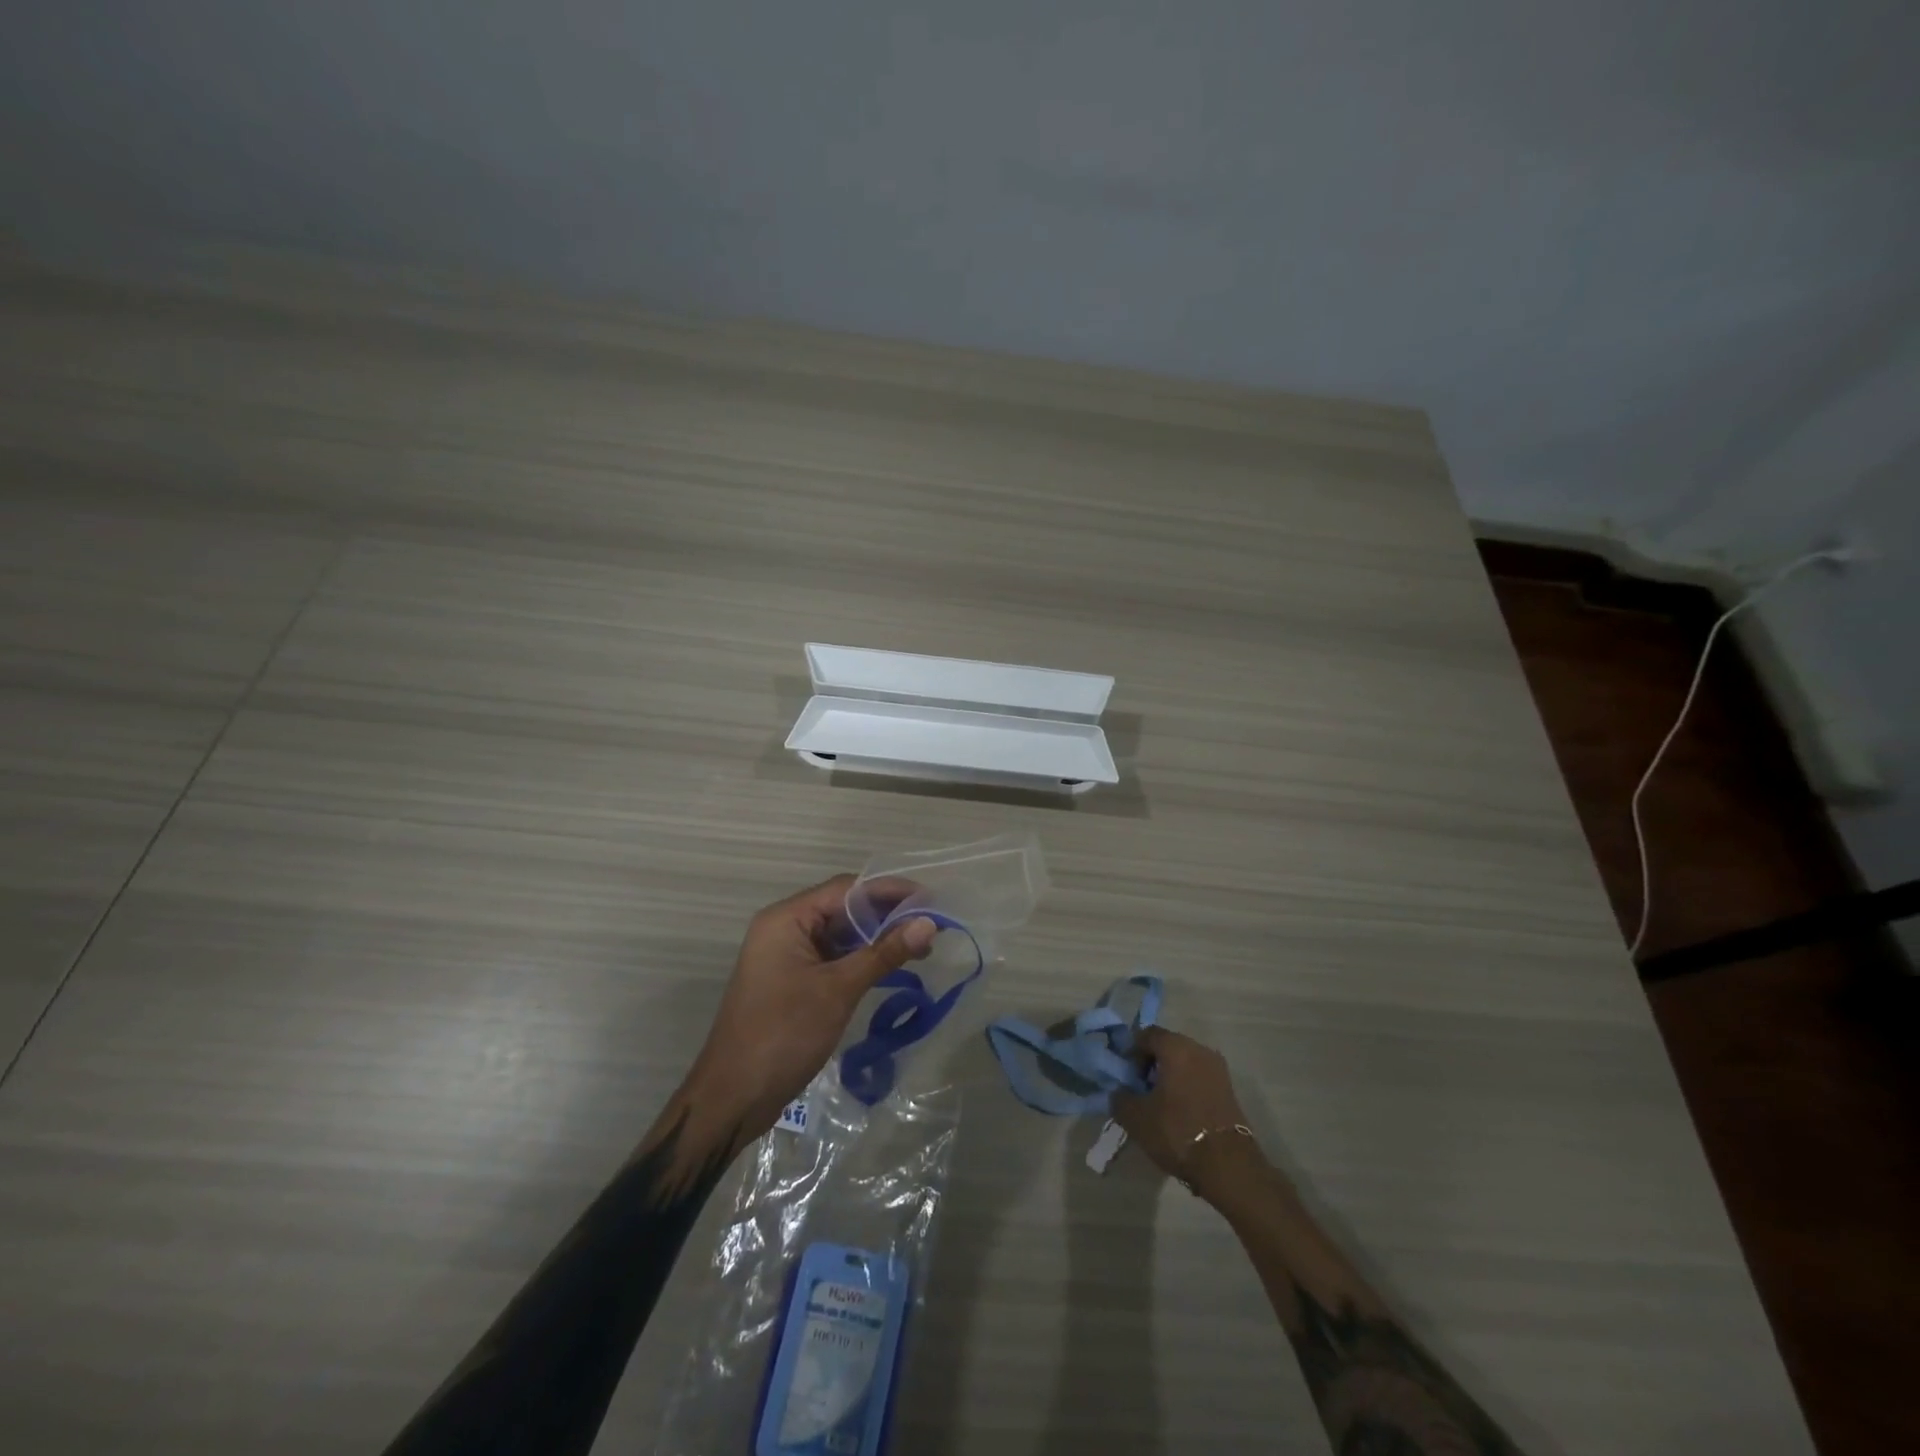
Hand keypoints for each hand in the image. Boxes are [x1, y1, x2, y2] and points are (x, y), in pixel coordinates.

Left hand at [679, 875, 935, 1143]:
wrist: (734, 1098)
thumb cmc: (783, 1034)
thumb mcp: (838, 990)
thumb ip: (884, 953)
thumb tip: (929, 924)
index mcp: (787, 919)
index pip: (846, 889)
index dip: (890, 890)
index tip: (930, 900)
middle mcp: (784, 928)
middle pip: (843, 908)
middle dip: (887, 915)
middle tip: (931, 925)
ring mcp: (787, 956)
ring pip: (840, 934)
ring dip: (877, 938)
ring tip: (921, 947)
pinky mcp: (793, 980)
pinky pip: (833, 957)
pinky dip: (862, 958)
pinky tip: (892, 966)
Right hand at [1113, 1026, 1262, 1199]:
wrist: (1228, 1165)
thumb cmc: (1177, 1131)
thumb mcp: (1136, 1117)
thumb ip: (1120, 1097)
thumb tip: (1119, 1092)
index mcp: (1176, 1047)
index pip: (1147, 1034)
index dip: (1131, 1050)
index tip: (1124, 1073)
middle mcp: (1199, 1049)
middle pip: (1168, 1046)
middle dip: (1150, 1063)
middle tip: (1139, 1088)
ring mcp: (1218, 1069)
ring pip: (1185, 1062)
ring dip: (1169, 1076)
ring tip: (1158, 1103)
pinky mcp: (1229, 1090)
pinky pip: (1199, 1078)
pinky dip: (1186, 1087)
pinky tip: (1178, 1112)